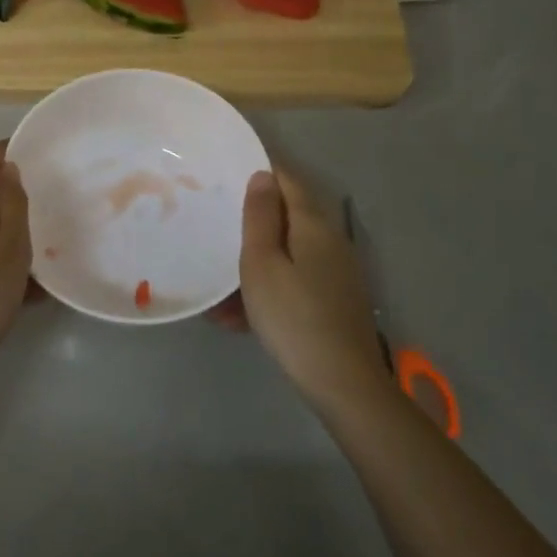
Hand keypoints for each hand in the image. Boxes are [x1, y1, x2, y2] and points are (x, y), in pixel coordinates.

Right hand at [231, 169, 389, 409]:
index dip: (260, 173)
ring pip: (287, 256)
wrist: (342, 382)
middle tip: (215, 231)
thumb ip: (260, 217)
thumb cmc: (293, 316)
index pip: (288, 182)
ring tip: (218, 293)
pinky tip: (239, 318)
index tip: (227, 176)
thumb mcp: (262, 264)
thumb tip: (263, 176)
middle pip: (286, 220)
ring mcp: (336, 273)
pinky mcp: (335, 301)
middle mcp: (330, 242)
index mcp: (313, 225)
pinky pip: (294, 282)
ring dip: (253, 267)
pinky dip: (268, 291)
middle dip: (251, 226)